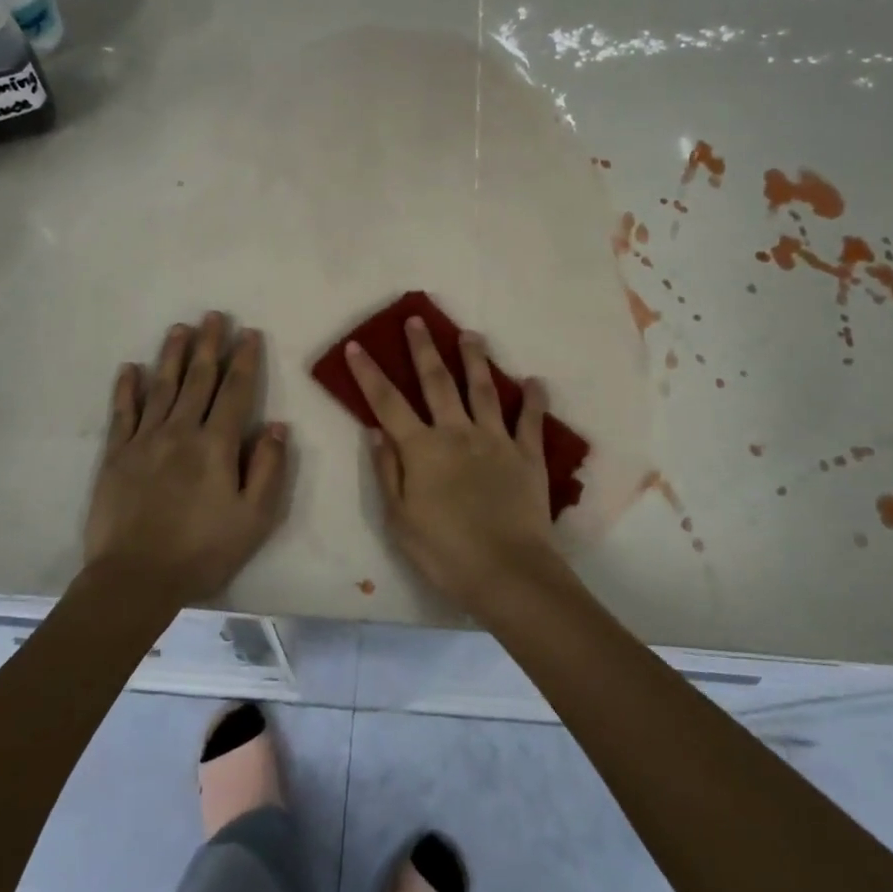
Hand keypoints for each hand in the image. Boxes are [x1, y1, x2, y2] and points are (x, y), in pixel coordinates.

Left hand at [84, 313, 288, 607]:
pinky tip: (129, 368)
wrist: (135, 580)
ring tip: (179, 328)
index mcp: (216, 444)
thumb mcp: (255, 518)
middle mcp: (181, 431)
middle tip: (213, 315)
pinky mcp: (116, 456)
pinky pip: (122, 413)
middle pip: (198, 379)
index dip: (244, 359)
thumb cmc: (203, 551)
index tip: (249, 333)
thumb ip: (269, 468)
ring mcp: (145, 441)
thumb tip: (278, 426)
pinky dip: (126, 389)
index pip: (235, 391)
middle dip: (208, 345)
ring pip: (161, 387)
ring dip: (172, 355)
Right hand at [345, 317, 560, 612]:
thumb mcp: (399, 519)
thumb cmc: (444, 551)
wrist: (507, 571)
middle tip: (417, 320)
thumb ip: (388, 471)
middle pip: (437, 382)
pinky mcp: (527, 454)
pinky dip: (533, 399)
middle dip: (424, 349)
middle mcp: (457, 433)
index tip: (357, 345)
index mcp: (422, 449)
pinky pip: (531, 420)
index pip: (388, 403)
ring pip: (483, 389)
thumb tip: (375, 430)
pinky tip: (535, 381)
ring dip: (475, 359)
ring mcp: (495, 440)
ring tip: (471, 334)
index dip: (370, 373)